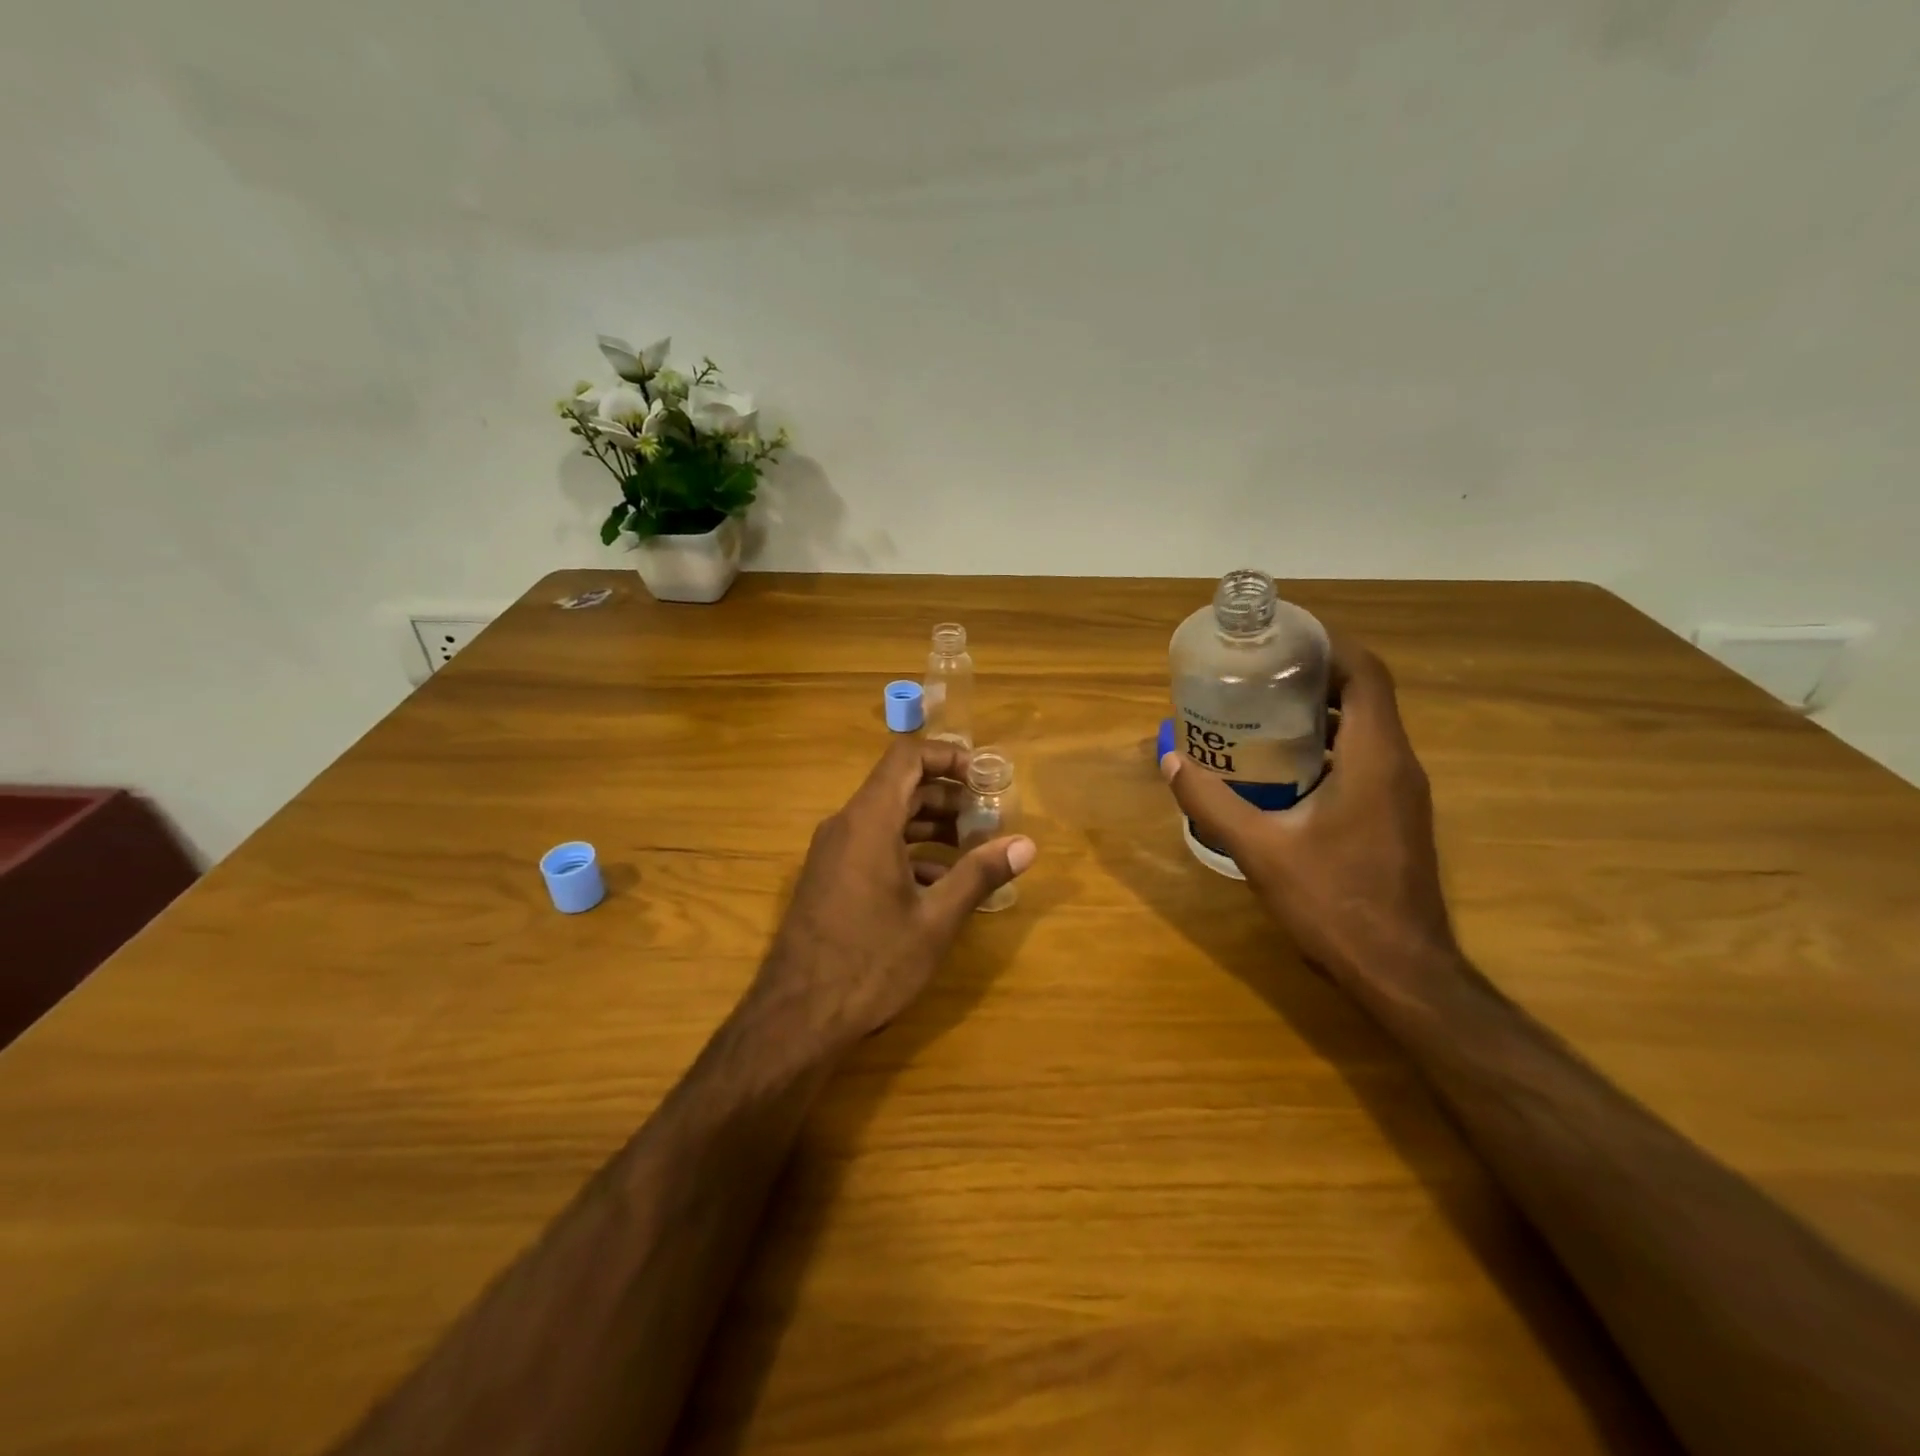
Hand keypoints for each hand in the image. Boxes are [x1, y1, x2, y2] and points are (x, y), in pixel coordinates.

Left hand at [757, 740, 1036, 1047]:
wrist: (797, 1018)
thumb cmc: (871, 962)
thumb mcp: (935, 920)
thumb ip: (979, 874)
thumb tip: (1026, 845)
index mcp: (869, 820)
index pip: (908, 756)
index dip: (949, 757)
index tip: (986, 779)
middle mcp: (846, 825)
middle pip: (901, 786)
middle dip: (949, 796)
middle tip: (990, 818)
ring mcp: (833, 852)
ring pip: (887, 818)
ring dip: (931, 826)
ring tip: (974, 849)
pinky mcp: (830, 878)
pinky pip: (873, 846)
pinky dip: (909, 852)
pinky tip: (940, 884)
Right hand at [1160, 638, 1456, 983]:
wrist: (1401, 972)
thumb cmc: (1334, 903)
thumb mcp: (1260, 850)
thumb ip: (1211, 802)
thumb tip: (1169, 759)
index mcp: (1375, 758)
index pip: (1367, 675)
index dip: (1331, 645)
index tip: (1284, 636)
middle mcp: (1398, 765)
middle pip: (1366, 696)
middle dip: (1315, 675)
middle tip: (1257, 672)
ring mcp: (1402, 794)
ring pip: (1366, 729)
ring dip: (1321, 712)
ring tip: (1261, 710)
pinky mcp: (1395, 817)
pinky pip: (1364, 760)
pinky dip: (1328, 746)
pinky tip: (1283, 766)